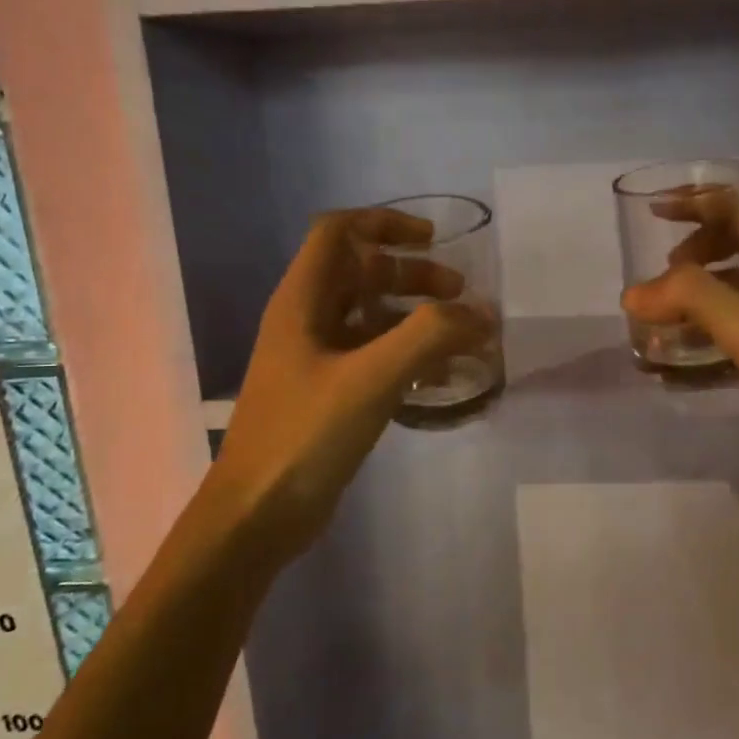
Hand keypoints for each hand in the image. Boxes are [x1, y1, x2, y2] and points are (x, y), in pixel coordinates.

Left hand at [205, 208, 490, 566]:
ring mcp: (315, 360)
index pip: (339, 232)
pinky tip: (438, 378)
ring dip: (415, 317)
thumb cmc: (305, 434)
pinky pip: (373, 357)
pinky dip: (407, 355)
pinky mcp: (328, 394)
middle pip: (361, 273)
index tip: (433, 239)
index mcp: (303, 300)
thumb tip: (481, 314)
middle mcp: (306, 321)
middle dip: (412, 275)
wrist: (257, 514)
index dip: (385, 224)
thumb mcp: (371, 378)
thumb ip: (429, 337)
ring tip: (460, 336)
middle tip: (459, 293)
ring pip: (371, 317)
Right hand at [620, 195, 738, 506]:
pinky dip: (711, 332)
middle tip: (661, 283)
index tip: (653, 214)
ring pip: (738, 289)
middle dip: (695, 255)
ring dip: (698, 297)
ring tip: (660, 318)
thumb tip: (633, 293)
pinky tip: (682, 354)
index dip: (698, 204)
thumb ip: (692, 298)